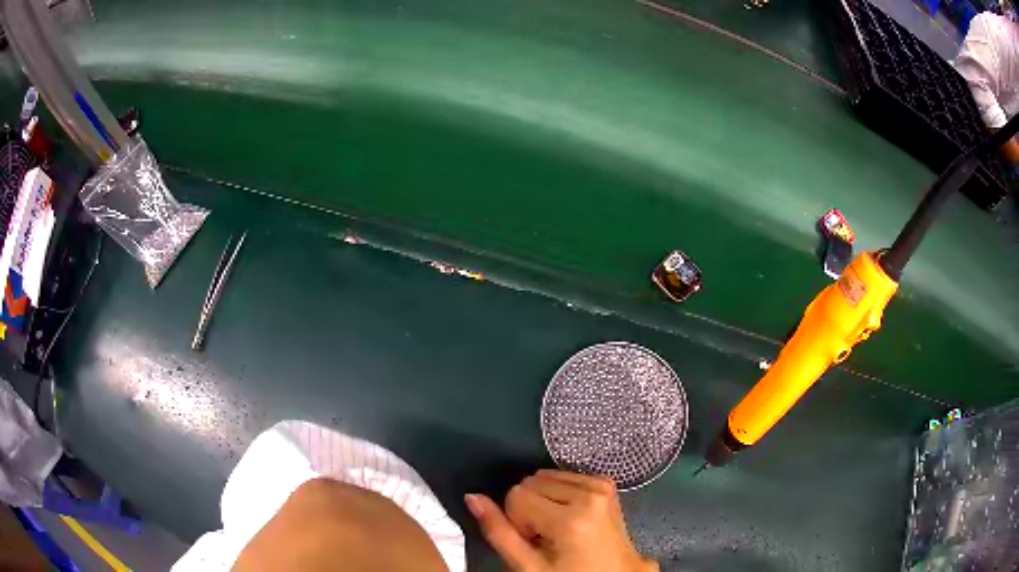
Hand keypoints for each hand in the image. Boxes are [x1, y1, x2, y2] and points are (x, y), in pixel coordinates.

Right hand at [465, 470, 657, 571]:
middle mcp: (589, 494)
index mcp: (571, 519)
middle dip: (529, 509)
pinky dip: (560, 493)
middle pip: (530, 482)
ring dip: (544, 501)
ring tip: (560, 529)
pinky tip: (571, 516)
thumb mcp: (529, 566)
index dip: (517, 520)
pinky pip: (564, 475)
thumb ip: (498, 532)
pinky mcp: (606, 483)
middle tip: (546, 537)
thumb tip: (472, 496)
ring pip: (545, 476)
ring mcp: (601, 486)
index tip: (533, 540)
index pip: (516, 495)